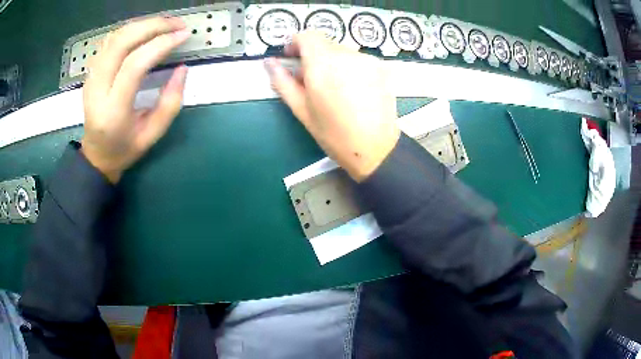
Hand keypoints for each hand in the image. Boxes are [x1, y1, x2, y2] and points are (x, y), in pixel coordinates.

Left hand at [81, 17, 189, 183]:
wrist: (96, 155)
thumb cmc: (124, 149)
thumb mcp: (152, 134)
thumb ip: (170, 102)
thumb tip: (182, 68)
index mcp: (113, 111)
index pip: (135, 65)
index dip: (161, 44)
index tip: (183, 35)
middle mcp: (97, 90)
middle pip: (121, 43)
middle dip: (152, 26)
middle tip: (176, 24)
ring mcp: (91, 78)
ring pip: (114, 37)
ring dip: (142, 24)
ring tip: (164, 25)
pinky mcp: (90, 72)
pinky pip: (109, 41)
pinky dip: (129, 30)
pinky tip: (144, 31)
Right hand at [265, 32, 399, 181]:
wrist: (375, 148)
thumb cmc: (333, 134)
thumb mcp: (301, 109)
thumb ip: (283, 82)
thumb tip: (270, 63)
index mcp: (323, 64)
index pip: (307, 36)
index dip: (296, 43)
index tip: (292, 57)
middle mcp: (347, 55)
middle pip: (324, 43)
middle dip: (313, 55)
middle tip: (310, 79)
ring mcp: (367, 60)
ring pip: (342, 51)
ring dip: (332, 62)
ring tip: (333, 88)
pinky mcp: (381, 67)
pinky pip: (358, 59)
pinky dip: (350, 67)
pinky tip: (352, 89)